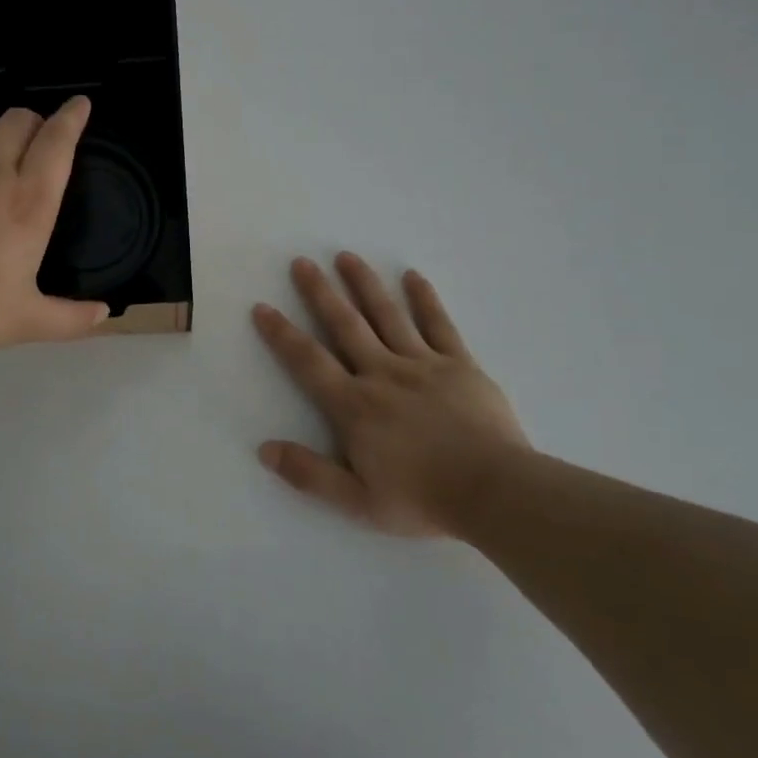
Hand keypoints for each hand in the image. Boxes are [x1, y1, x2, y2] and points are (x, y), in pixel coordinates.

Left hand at [0, 97, 109, 357]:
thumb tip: (103, 313)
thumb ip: (70, 319)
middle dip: (37, 123)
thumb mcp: (24, 322)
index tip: (81, 104)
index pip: (57, 142)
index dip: (72, 117)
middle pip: (20, 120)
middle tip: (40, 145)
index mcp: (29, 203)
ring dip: (2, 131)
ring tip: (4, 154)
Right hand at [252, 253, 530, 536]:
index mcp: (354, 406)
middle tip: (302, 262)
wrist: (496, 494)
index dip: (282, 334)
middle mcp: (382, 374)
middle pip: (345, 325)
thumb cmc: (423, 499)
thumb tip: (264, 449)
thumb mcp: (358, 501)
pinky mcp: (459, 365)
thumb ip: (310, 474)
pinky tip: (413, 276)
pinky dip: (425, 299)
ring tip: (346, 256)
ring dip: (364, 284)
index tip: (262, 307)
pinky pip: (439, 325)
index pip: (308, 362)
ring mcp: (423, 365)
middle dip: (320, 292)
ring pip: (387, 315)